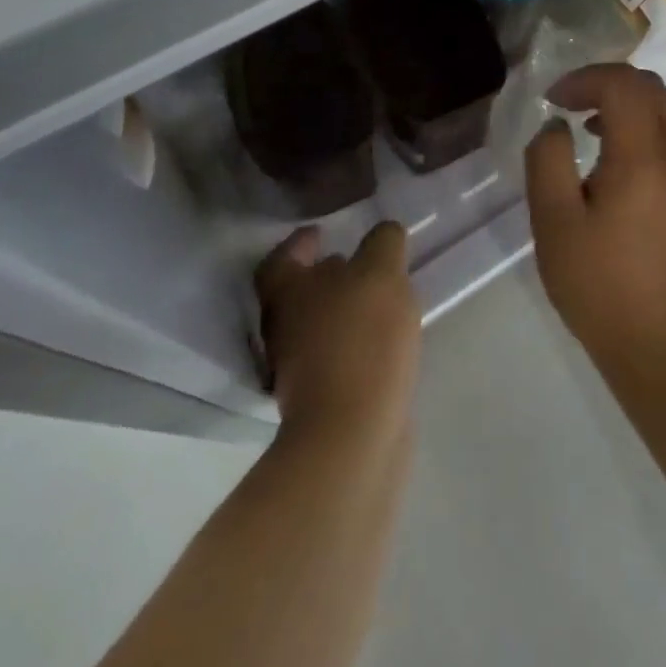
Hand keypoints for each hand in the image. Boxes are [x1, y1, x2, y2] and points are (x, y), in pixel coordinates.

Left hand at [254, 221, 421, 442]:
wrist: (353, 433)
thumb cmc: (360, 338)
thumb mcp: (381, 273)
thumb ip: (383, 243)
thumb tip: (384, 234)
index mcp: (287, 291)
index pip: (282, 257)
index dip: (299, 242)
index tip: (320, 232)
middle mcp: (282, 327)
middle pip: (297, 293)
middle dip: (323, 276)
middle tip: (355, 263)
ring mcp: (298, 368)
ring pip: (317, 326)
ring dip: (341, 310)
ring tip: (377, 300)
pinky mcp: (322, 399)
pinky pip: (336, 356)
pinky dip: (353, 343)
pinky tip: (382, 340)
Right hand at [523, 64, 665, 381]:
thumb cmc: (602, 285)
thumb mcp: (554, 223)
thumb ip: (547, 161)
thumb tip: (556, 127)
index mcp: (642, 153)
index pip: (622, 83)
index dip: (584, 78)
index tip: (552, 100)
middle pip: (649, 87)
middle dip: (605, 82)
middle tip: (569, 102)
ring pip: (665, 110)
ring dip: (626, 103)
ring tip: (587, 125)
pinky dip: (641, 126)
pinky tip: (612, 161)